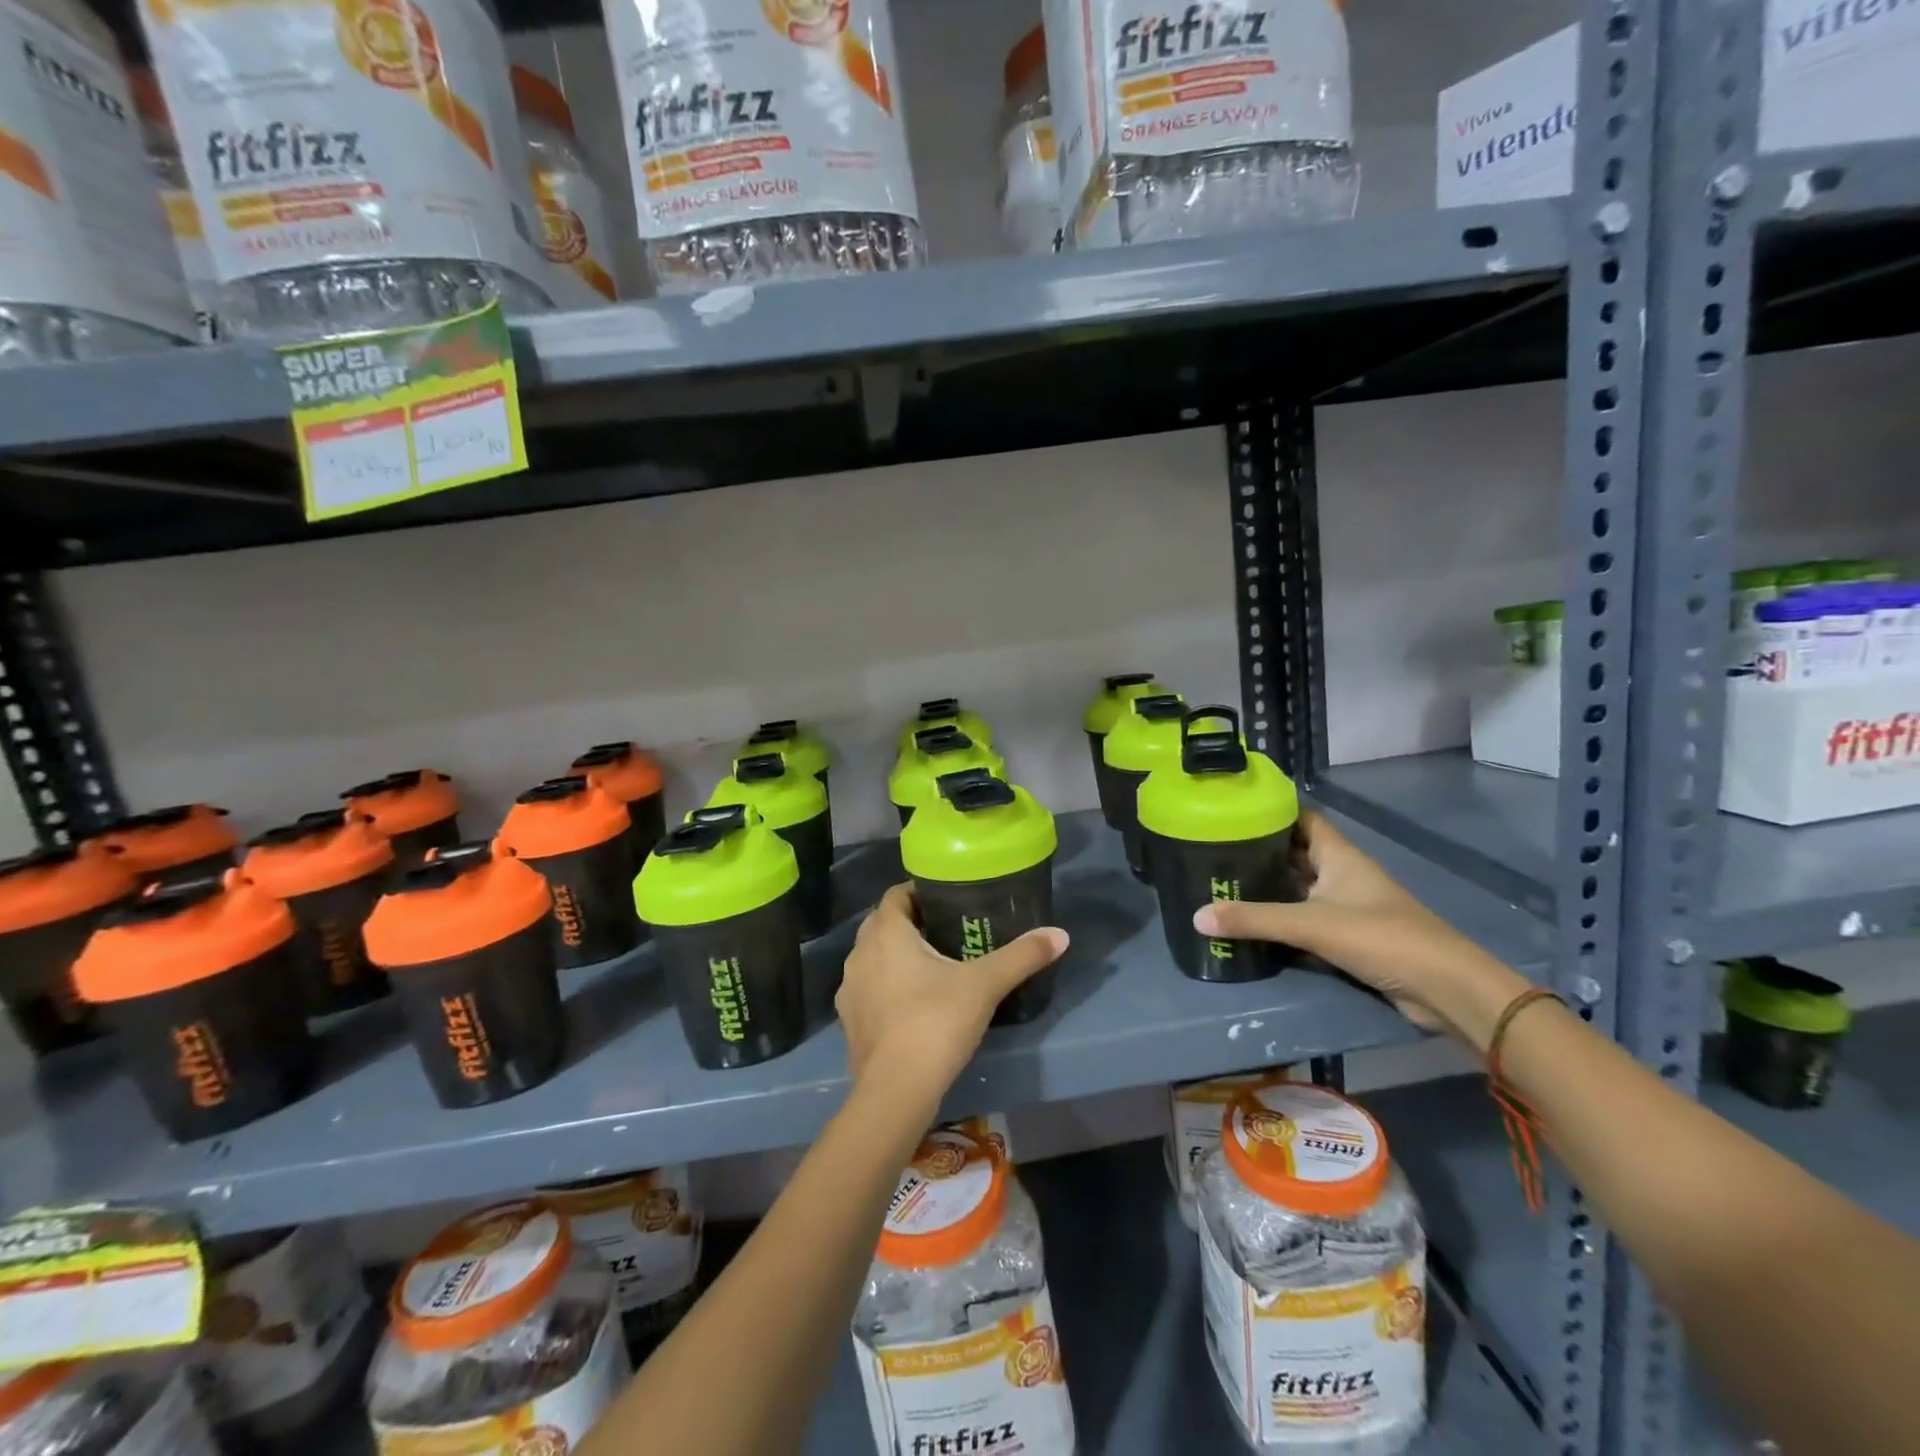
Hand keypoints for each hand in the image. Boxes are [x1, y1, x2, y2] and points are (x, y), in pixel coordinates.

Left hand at [837, 883, 1068, 1105]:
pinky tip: (911, 1004)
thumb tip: (1060, 934)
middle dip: (910, 922)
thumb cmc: (936, 1022)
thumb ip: (1022, 956)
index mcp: (886, 933)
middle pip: (883, 924)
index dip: (919, 891)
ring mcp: (849, 989)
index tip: (947, 898)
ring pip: (873, 957)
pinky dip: (886, 987)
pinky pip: (868, 989)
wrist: (895, 1091)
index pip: (896, 894)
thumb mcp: (985, 985)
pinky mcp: (849, 1021)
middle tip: (947, 929)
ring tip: (931, 966)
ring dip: (895, 956)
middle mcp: (860, 953)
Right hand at [1192, 811, 1528, 1049]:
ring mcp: (1348, 905)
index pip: (1301, 818)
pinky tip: (1252, 921)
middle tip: (1214, 849)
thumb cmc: (1381, 937)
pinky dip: (1282, 917)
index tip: (1231, 810)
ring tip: (1224, 882)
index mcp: (1338, 855)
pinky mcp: (1350, 935)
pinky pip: (1307, 917)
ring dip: (1269, 886)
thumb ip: (1254, 919)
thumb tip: (1196, 916)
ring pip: (1300, 886)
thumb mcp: (1311, 924)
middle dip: (1260, 850)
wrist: (1445, 988)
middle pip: (1295, 852)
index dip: (1270, 811)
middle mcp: (1342, 873)